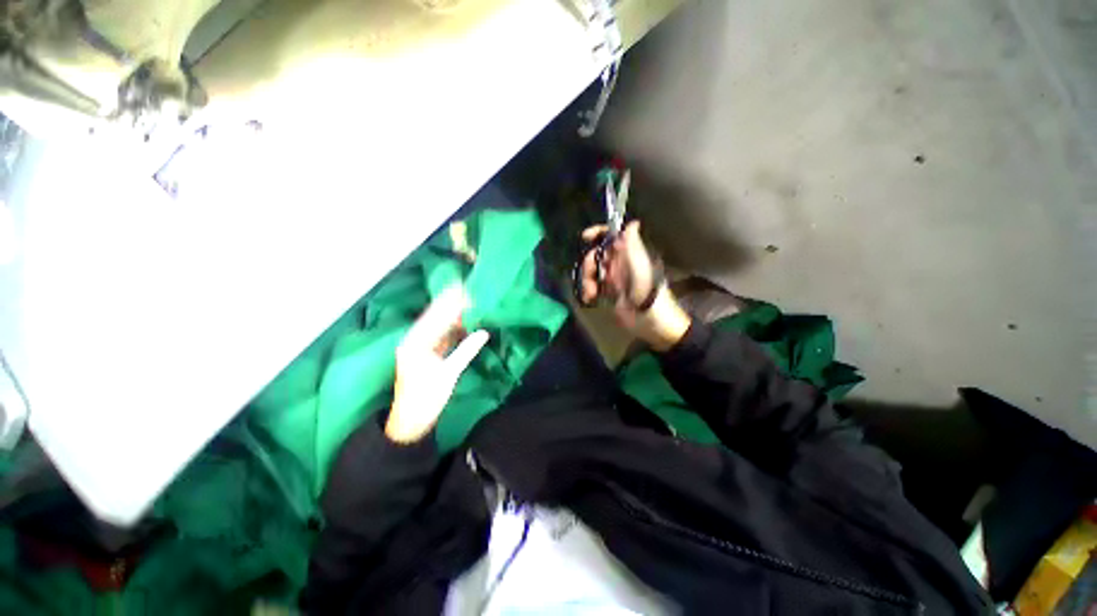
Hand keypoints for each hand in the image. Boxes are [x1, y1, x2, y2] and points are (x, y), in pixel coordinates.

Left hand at [386, 286, 489, 442]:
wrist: (410, 422)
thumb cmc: (426, 399)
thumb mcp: (448, 375)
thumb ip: (466, 351)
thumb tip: (484, 333)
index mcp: (417, 343)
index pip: (437, 317)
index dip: (452, 303)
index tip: (467, 290)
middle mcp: (416, 340)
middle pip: (436, 317)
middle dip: (452, 303)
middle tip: (469, 289)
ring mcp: (421, 346)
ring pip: (440, 325)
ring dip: (454, 314)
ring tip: (470, 300)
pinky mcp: (427, 353)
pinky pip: (442, 335)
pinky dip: (454, 327)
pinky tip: (465, 320)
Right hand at [579, 221, 690, 351]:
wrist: (650, 320)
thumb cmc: (648, 291)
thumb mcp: (640, 266)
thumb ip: (633, 245)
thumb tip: (633, 223)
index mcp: (629, 253)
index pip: (612, 236)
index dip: (599, 233)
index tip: (585, 237)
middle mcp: (620, 262)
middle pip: (597, 254)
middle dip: (589, 264)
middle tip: (592, 276)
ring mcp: (614, 278)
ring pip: (592, 271)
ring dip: (587, 280)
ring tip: (590, 293)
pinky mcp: (609, 292)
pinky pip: (593, 286)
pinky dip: (588, 290)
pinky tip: (589, 298)